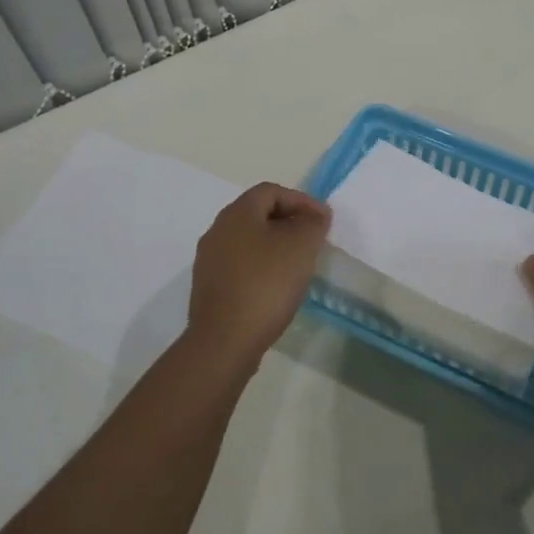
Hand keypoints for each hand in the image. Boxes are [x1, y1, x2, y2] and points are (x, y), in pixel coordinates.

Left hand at [187, 183, 331, 369]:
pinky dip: (262, 267)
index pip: (271, 191)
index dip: (301, 200)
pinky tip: (277, 287)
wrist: (224, 341)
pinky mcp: (209, 287)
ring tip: (299, 264)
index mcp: (237, 213)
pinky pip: (241, 265)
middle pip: (258, 214)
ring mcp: (209, 260)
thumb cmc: (266, 284)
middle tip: (313, 240)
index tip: (323, 220)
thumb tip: (316, 214)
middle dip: (289, 222)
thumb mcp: (301, 247)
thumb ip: (313, 223)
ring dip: (275, 246)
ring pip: (249, 241)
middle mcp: (217, 230)